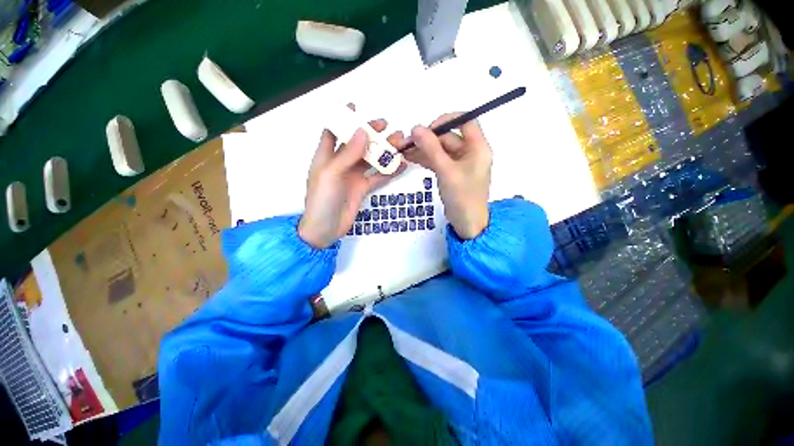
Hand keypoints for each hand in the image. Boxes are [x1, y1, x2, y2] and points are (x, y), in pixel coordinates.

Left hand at [298, 120, 406, 248]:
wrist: (325, 229)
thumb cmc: (322, 200)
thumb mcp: (331, 174)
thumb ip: (347, 154)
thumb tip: (362, 131)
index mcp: (326, 156)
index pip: (333, 131)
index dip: (342, 118)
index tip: (356, 106)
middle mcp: (340, 163)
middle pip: (358, 144)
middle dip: (372, 134)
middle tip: (388, 127)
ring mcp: (353, 176)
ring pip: (371, 159)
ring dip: (384, 151)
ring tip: (400, 143)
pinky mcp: (362, 188)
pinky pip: (377, 177)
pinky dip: (388, 171)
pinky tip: (400, 165)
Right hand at [401, 114, 491, 238]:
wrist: (466, 223)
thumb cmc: (461, 197)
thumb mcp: (446, 171)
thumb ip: (431, 148)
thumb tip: (416, 128)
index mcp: (478, 147)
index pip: (465, 121)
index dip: (446, 120)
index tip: (427, 129)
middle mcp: (471, 152)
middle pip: (449, 137)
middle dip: (428, 139)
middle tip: (408, 143)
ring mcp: (461, 163)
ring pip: (442, 149)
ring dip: (424, 150)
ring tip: (405, 152)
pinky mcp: (453, 172)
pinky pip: (440, 160)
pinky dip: (427, 159)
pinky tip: (412, 159)